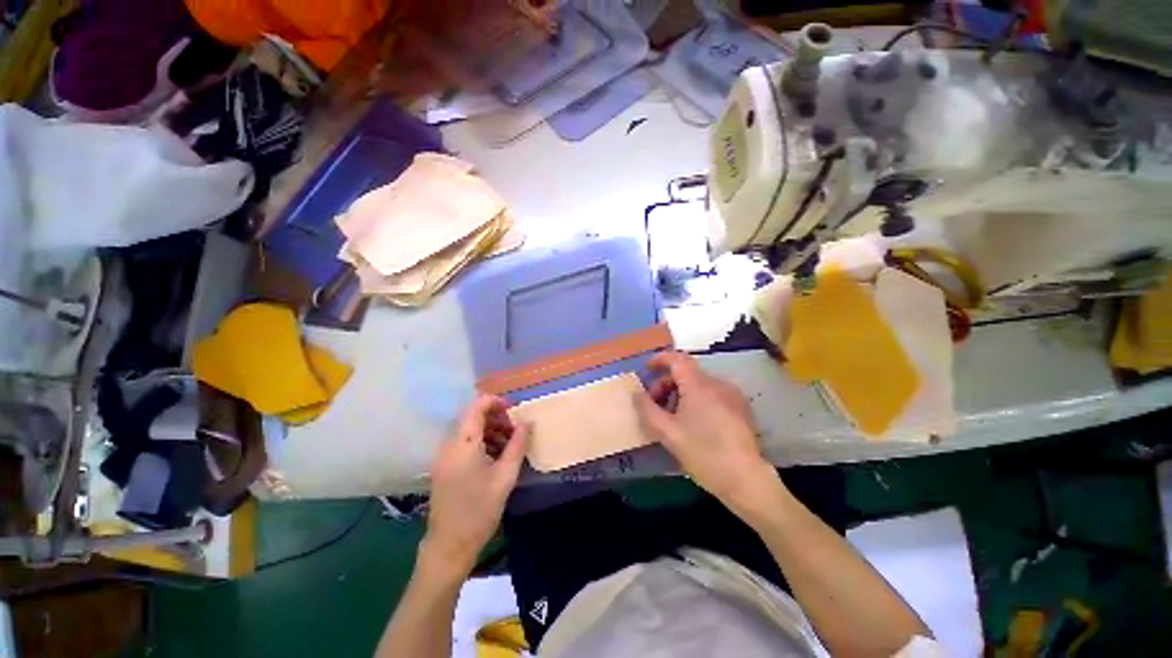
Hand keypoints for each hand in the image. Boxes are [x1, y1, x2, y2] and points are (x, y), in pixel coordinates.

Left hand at [423, 395, 529, 572]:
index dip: (495, 402)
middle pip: (473, 418)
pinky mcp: (444, 468)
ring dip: (490, 431)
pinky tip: (496, 458)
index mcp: (463, 444)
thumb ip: (518, 445)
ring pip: (469, 432)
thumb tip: (527, 422)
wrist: (449, 546)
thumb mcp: (505, 476)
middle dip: (496, 419)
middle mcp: (449, 445)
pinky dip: (481, 443)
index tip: (514, 410)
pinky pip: (464, 445)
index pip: (476, 407)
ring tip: (510, 445)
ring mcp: (444, 457)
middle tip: (516, 431)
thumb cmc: (479, 510)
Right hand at [634, 352, 782, 515]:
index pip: (677, 359)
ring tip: (672, 417)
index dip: (660, 359)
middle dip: (666, 384)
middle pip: (686, 373)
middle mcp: (717, 384)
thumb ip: (647, 409)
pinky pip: (712, 394)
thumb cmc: (703, 453)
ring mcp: (732, 396)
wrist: (746, 480)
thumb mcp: (668, 433)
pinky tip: (693, 422)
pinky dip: (696, 400)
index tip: (647, 369)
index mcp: (699, 385)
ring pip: (699, 385)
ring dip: (680, 393)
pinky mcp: (740, 408)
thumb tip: (637, 393)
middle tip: (655, 405)